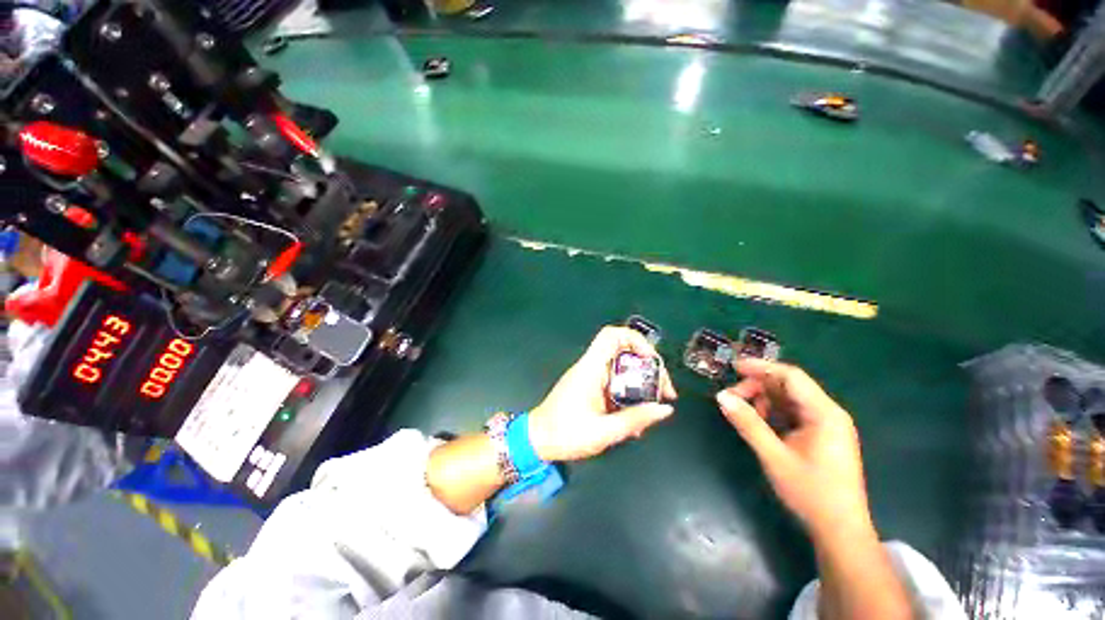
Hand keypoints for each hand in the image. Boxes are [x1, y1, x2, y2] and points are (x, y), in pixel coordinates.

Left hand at [529, 326, 676, 461]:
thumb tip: (664, 409)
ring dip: (641, 383)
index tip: (652, 362)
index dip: (636, 340)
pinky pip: (616, 381)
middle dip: (648, 368)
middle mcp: (591, 367)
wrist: (538, 440)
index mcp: (590, 369)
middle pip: (624, 351)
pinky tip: (636, 416)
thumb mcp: (604, 432)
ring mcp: (590, 376)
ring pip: (623, 368)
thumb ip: (635, 419)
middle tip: (663, 390)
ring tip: (653, 406)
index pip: (611, 336)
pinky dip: (630, 393)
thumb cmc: (564, 434)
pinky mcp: (591, 386)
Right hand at [716, 359, 871, 540]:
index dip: (760, 367)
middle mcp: (829, 413)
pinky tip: (760, 422)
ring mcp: (827, 425)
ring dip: (764, 399)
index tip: (733, 367)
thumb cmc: (811, 492)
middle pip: (789, 386)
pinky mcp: (822, 436)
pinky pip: (794, 413)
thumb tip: (721, 396)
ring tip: (743, 411)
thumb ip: (748, 423)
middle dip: (758, 386)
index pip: (790, 376)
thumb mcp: (774, 456)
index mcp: (824, 413)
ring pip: (790, 399)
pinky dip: (774, 412)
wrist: (841, 531)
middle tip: (731, 397)